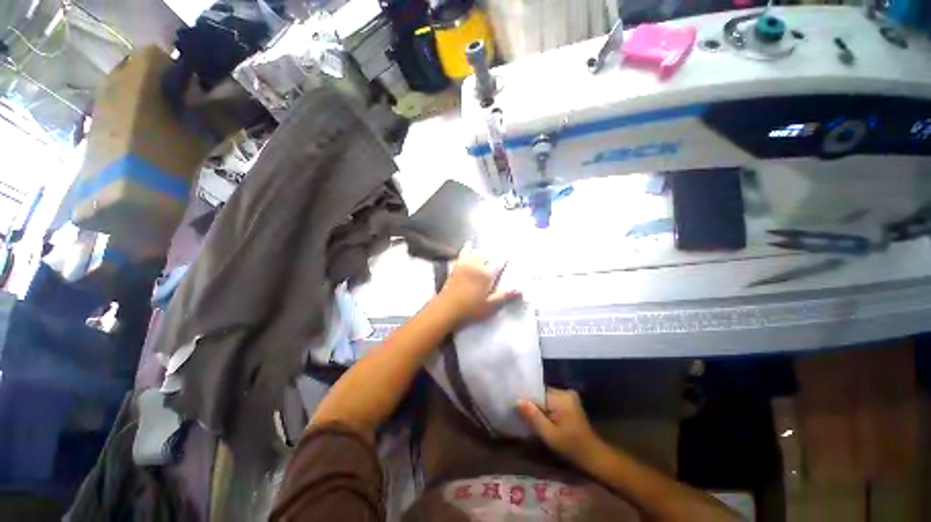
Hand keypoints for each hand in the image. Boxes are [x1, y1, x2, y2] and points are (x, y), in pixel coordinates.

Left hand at [439, 243, 520, 322]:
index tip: (511, 257)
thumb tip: (522, 289)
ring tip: (490, 255)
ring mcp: (465, 264)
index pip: (499, 262)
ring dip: (485, 254)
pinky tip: (469, 243)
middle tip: (500, 262)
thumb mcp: (490, 306)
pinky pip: (463, 253)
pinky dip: (467, 248)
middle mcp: (476, 264)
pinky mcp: (456, 266)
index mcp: (486, 274)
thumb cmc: (470, 309)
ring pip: (478, 253)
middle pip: (489, 256)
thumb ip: (505, 296)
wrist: (445, 309)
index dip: (505, 260)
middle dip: (495, 257)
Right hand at [518, 388, 599, 464]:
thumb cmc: (571, 447)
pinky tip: (541, 419)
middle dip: (532, 403)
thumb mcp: (549, 435)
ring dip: (539, 407)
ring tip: (529, 417)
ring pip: (545, 397)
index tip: (516, 407)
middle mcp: (565, 391)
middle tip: (521, 415)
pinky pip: (552, 401)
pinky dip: (546, 409)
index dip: (526, 399)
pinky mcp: (570, 402)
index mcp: (561, 397)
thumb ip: (533, 416)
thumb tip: (517, 400)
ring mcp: (569, 396)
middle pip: (541, 393)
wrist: (594, 456)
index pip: (536, 391)